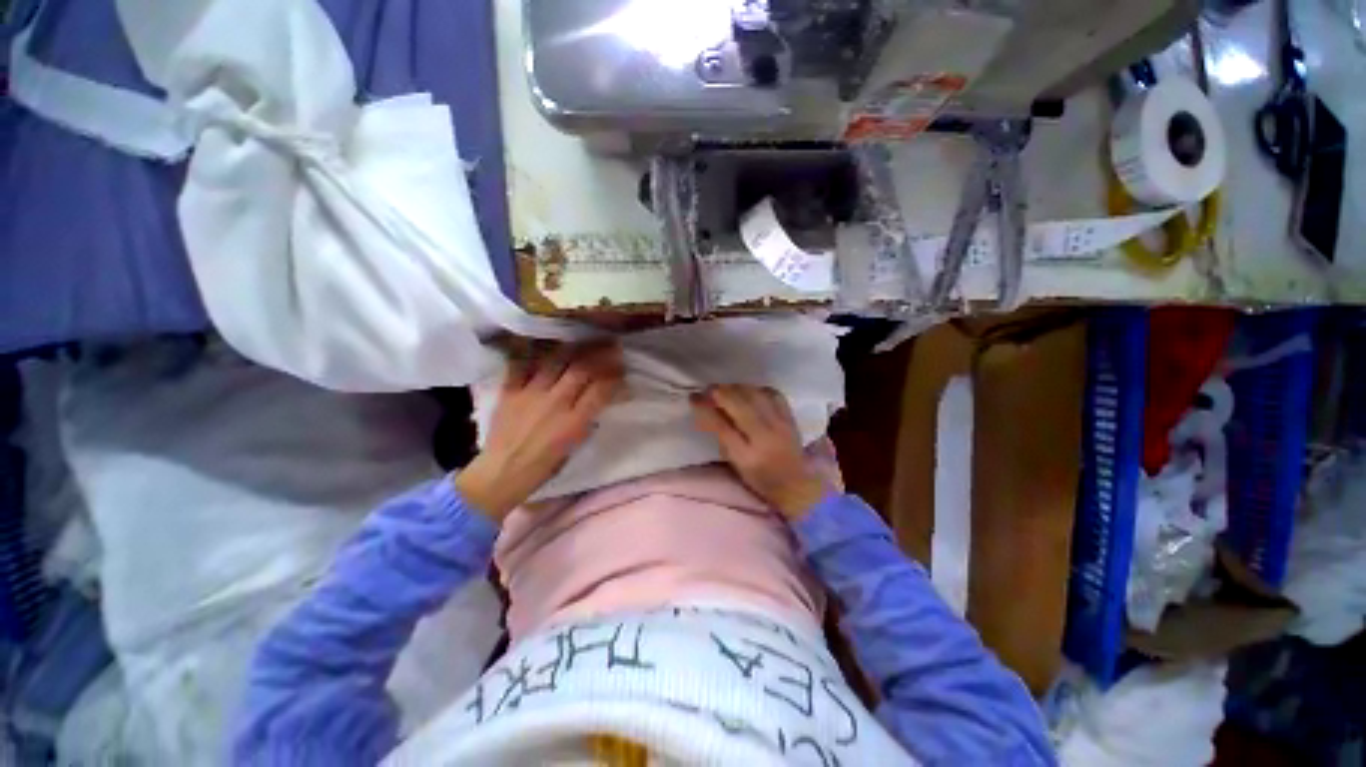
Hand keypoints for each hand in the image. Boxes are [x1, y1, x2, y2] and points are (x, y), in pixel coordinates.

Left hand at [456, 343, 623, 520]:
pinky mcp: (510, 391)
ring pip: (555, 360)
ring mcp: (530, 394)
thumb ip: (588, 419)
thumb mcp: (574, 446)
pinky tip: (542, 339)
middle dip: (600, 354)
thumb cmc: (543, 465)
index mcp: (574, 422)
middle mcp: (555, 403)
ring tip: (584, 339)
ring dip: (573, 348)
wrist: (502, 472)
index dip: (614, 375)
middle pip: (581, 369)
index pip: (600, 389)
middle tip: (610, 344)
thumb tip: (599, 398)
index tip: (622, 366)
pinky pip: (521, 363)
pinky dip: (531, 349)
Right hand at [690, 385, 826, 519]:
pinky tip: (748, 391)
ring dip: (737, 388)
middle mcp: (764, 438)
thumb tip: (707, 410)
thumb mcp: (735, 463)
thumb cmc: (759, 478)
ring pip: (755, 396)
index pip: (722, 426)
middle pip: (740, 406)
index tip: (693, 398)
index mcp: (746, 456)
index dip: (705, 409)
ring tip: (726, 388)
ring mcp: (780, 425)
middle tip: (708, 389)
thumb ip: (721, 438)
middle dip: (721, 393)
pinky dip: (757, 389)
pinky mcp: (790, 418)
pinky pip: (773, 394)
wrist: (796, 484)